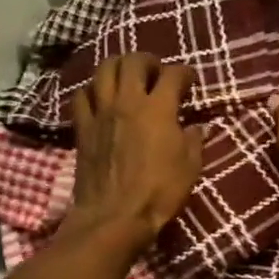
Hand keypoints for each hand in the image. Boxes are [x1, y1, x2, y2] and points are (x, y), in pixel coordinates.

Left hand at [64, 53, 204, 251]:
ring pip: (103, 70)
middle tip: (156, 72)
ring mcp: (101, 113)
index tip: (190, 81)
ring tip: (127, 78)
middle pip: (133, 62)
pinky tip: (100, 98)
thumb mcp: (190, 168)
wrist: (114, 217)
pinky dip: (92, 91)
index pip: (174, 74)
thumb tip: (197, 127)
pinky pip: (81, 96)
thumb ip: (194, 141)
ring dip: (118, 67)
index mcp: (159, 109)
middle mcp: (128, 102)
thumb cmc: (158, 193)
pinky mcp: (82, 128)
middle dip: (148, 61)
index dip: (185, 73)